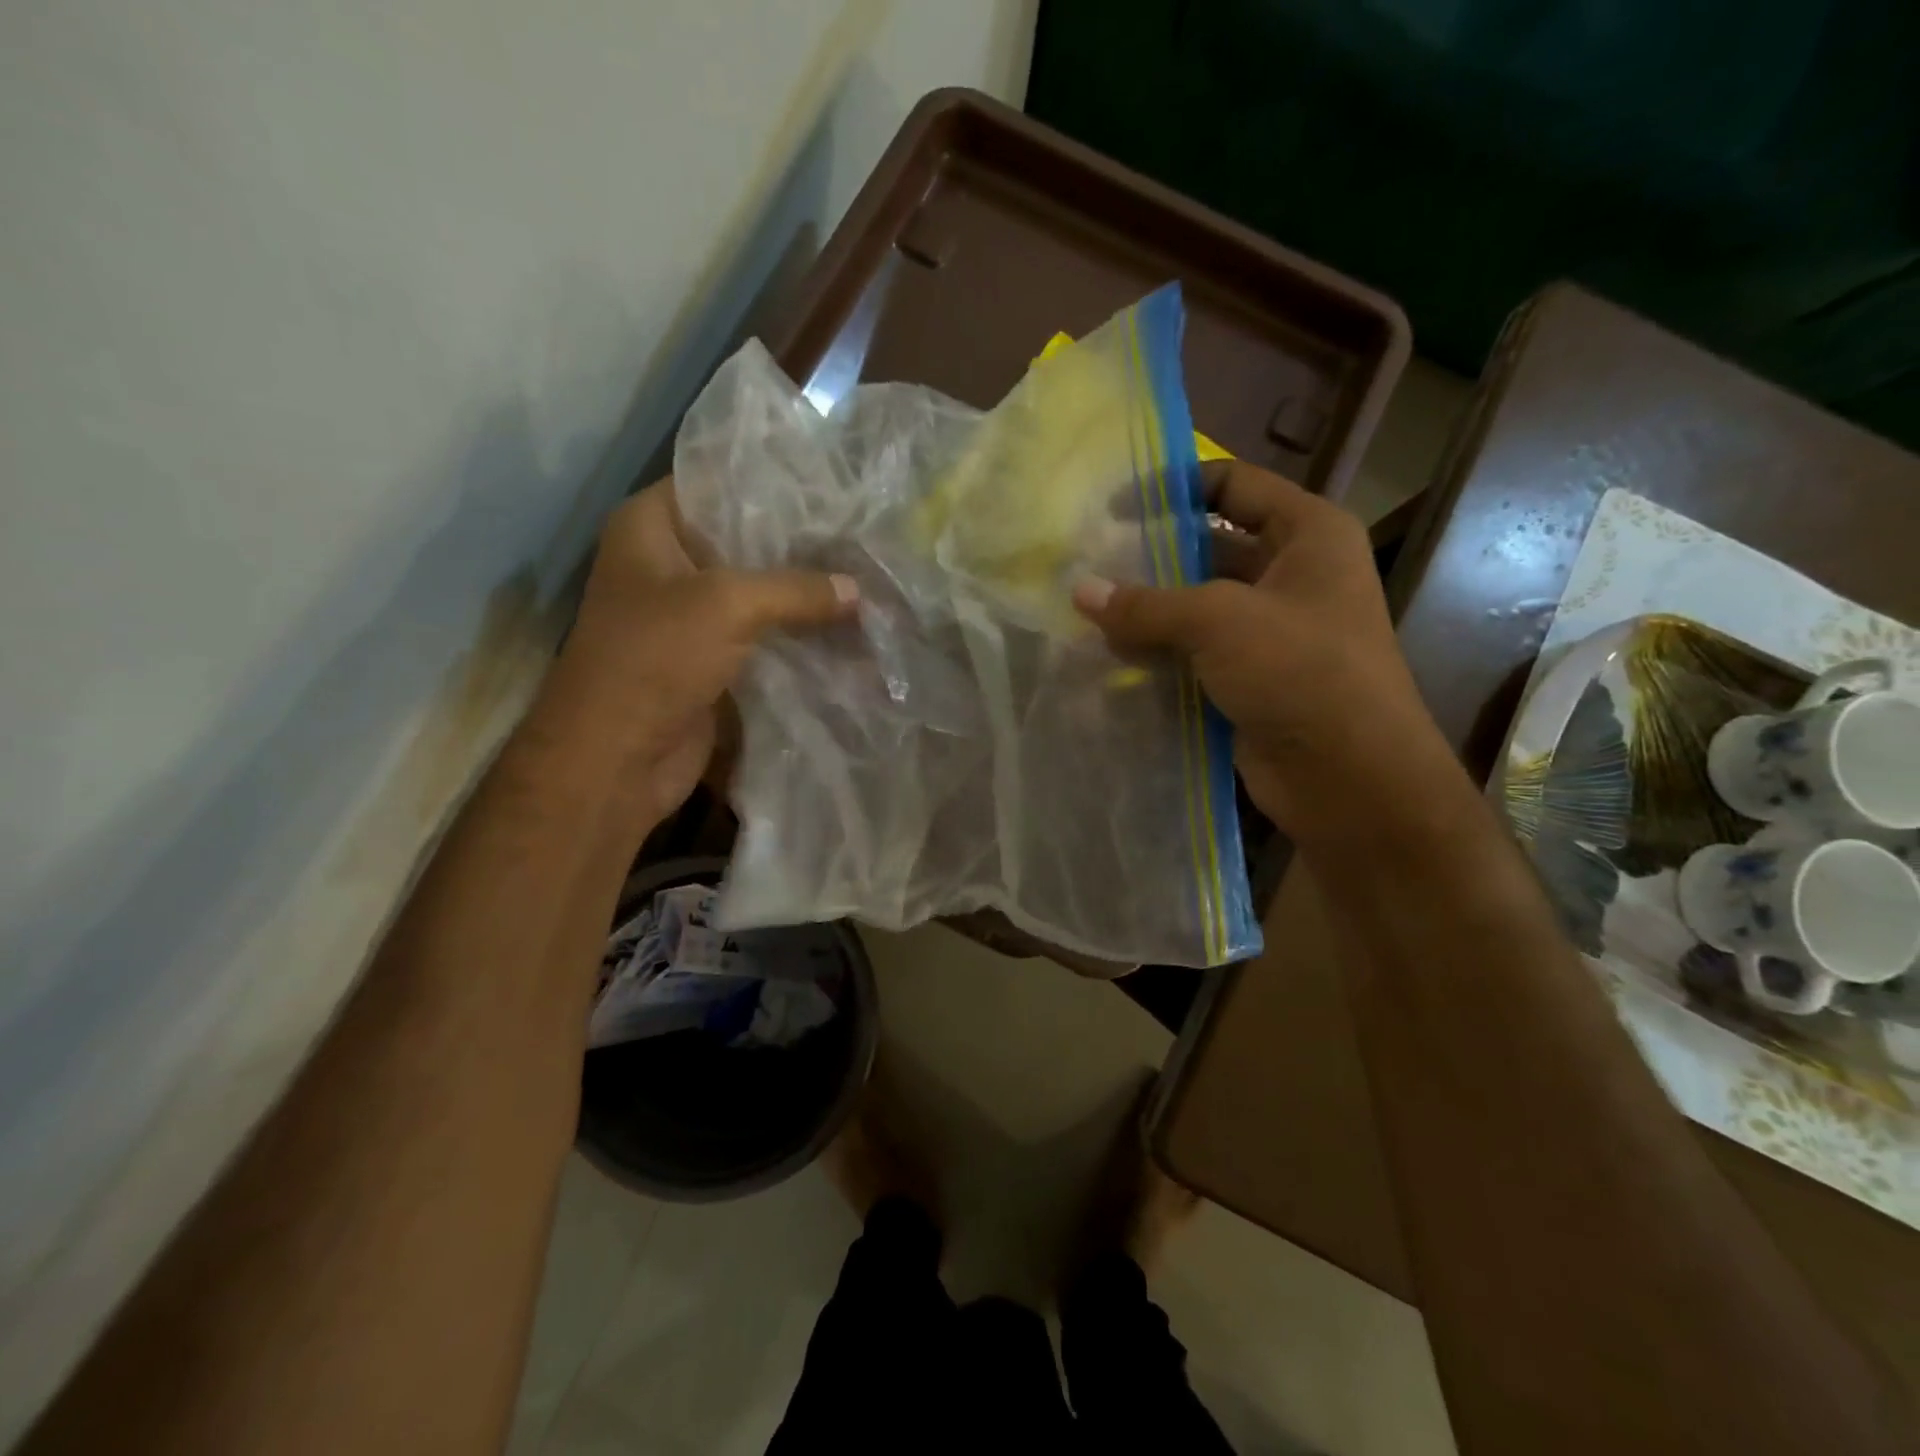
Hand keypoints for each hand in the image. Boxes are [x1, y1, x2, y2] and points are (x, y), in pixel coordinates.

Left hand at [531, 479, 857, 826]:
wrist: (618, 759)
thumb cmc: (655, 659)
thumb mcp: (728, 605)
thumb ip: (797, 589)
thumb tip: (858, 589)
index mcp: (649, 527)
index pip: (716, 482)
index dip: (771, 483)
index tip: (830, 487)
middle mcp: (668, 564)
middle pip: (744, 540)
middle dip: (800, 544)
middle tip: (860, 536)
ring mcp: (691, 615)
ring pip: (759, 592)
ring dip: (804, 594)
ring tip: (866, 578)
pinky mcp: (712, 659)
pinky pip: (764, 635)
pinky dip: (798, 635)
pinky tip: (847, 626)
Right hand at [1072, 461, 1446, 834]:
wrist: (1348, 777)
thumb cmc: (1300, 671)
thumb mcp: (1219, 622)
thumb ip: (1146, 604)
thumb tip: (1080, 591)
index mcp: (1308, 534)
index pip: (1235, 484)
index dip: (1176, 487)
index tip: (1116, 507)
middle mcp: (1293, 574)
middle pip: (1210, 548)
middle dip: (1152, 557)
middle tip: (1090, 564)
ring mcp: (1272, 631)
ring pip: (1197, 606)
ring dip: (1149, 611)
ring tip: (1088, 612)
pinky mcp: (1251, 678)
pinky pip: (1195, 652)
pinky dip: (1158, 653)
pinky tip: (1111, 656)